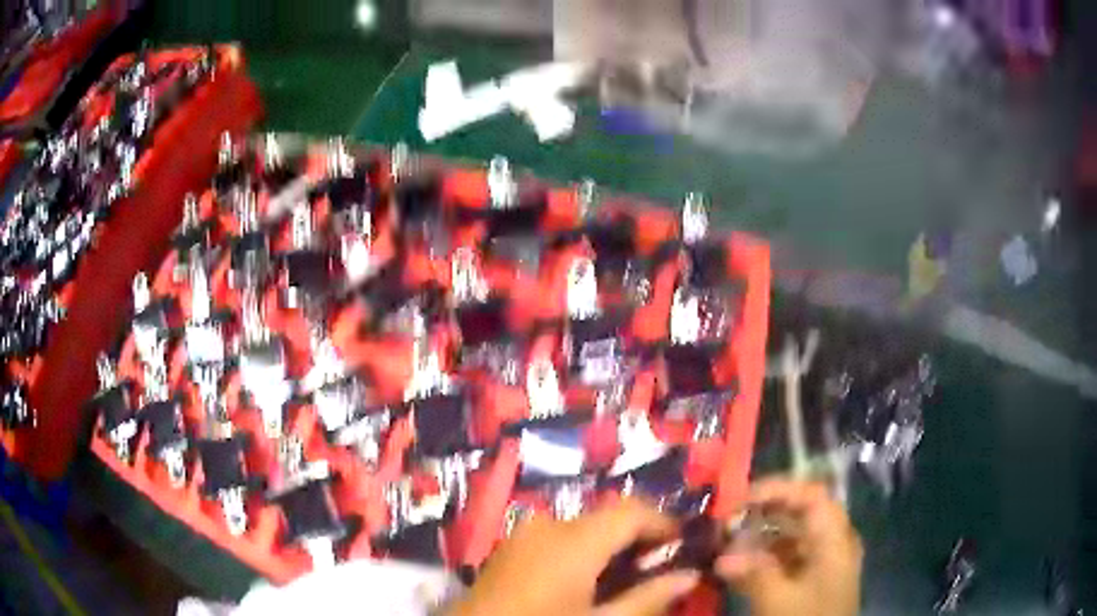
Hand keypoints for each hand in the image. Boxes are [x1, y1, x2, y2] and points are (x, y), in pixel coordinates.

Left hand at [448, 499, 699, 615]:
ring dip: (611, 545)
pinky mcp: (510, 547)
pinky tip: (587, 581)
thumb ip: (648, 598)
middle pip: (608, 517)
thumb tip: (691, 575)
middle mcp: (549, 525)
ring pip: (584, 527)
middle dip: (639, 538)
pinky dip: (583, 551)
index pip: (632, 510)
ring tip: (627, 578)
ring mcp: (524, 534)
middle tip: (660, 568)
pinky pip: (558, 537)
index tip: (686, 547)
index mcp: (574, 540)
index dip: (665, 523)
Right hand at [716, 479, 862, 615]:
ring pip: (794, 537)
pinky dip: (767, 560)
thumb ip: (752, 573)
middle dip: (764, 514)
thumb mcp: (778, 600)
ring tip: (728, 547)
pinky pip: (791, 559)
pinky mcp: (816, 581)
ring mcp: (826, 562)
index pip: (811, 495)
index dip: (777, 489)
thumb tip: (722, 557)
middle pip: (802, 513)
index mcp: (835, 538)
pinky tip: (741, 570)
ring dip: (762, 539)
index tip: (740, 499)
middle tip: (729, 522)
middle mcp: (834, 542)